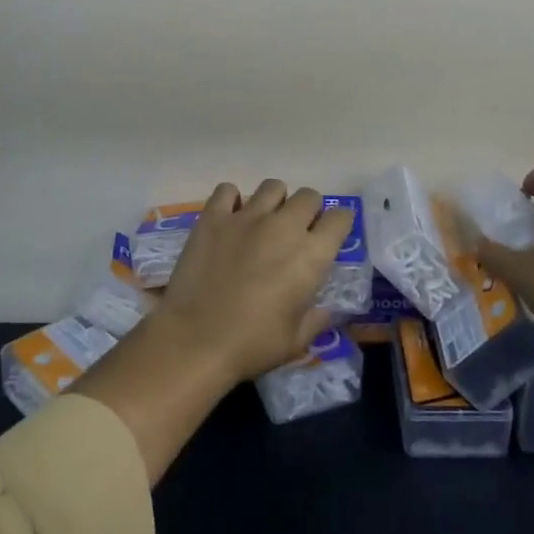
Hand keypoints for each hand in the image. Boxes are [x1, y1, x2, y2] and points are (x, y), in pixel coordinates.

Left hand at [157, 179, 353, 383]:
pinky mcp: (213, 217)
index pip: (340, 218)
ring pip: (273, 186)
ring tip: (264, 221)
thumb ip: (315, 319)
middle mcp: (284, 227)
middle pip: (308, 196)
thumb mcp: (296, 342)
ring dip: (275, 201)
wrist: (194, 342)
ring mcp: (247, 217)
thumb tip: (323, 309)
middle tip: (297, 231)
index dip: (339, 224)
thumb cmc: (251, 346)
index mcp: (311, 255)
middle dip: (309, 210)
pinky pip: (227, 190)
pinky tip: (230, 217)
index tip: (331, 235)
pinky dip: (232, 199)